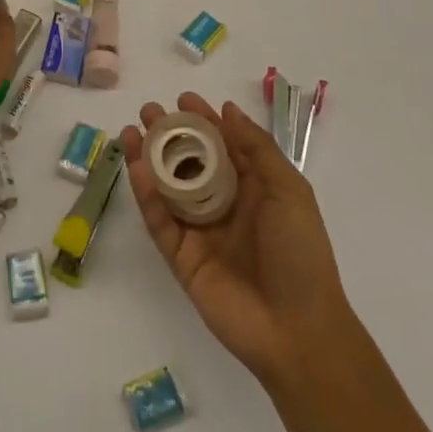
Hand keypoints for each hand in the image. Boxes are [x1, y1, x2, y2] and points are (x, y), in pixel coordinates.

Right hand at [120, 93, 356, 387]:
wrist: (298, 331)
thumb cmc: (301, 252)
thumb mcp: (289, 190)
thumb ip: (257, 148)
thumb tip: (227, 109)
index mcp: (252, 188)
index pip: (223, 145)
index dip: (204, 120)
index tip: (183, 99)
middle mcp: (223, 205)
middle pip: (189, 162)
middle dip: (169, 135)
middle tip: (148, 111)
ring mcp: (200, 232)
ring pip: (167, 188)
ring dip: (149, 159)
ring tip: (131, 131)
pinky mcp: (181, 258)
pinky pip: (160, 221)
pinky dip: (147, 195)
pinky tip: (137, 168)